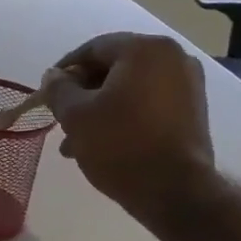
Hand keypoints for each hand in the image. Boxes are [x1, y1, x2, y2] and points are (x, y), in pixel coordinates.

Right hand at [41, 32, 216, 225]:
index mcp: (145, 50)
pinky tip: (103, 143)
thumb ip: (59, 89)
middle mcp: (173, 58)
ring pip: (129, 89)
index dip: (65, 70)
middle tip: (61, 119)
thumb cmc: (120, 144)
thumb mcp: (75, 115)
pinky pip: (148, 103)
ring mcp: (188, 85)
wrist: (174, 192)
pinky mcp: (193, 110)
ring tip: (76, 142)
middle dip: (83, 94)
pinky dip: (124, 116)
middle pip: (113, 68)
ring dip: (100, 109)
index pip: (93, 49)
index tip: (47, 94)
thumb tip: (54, 76)